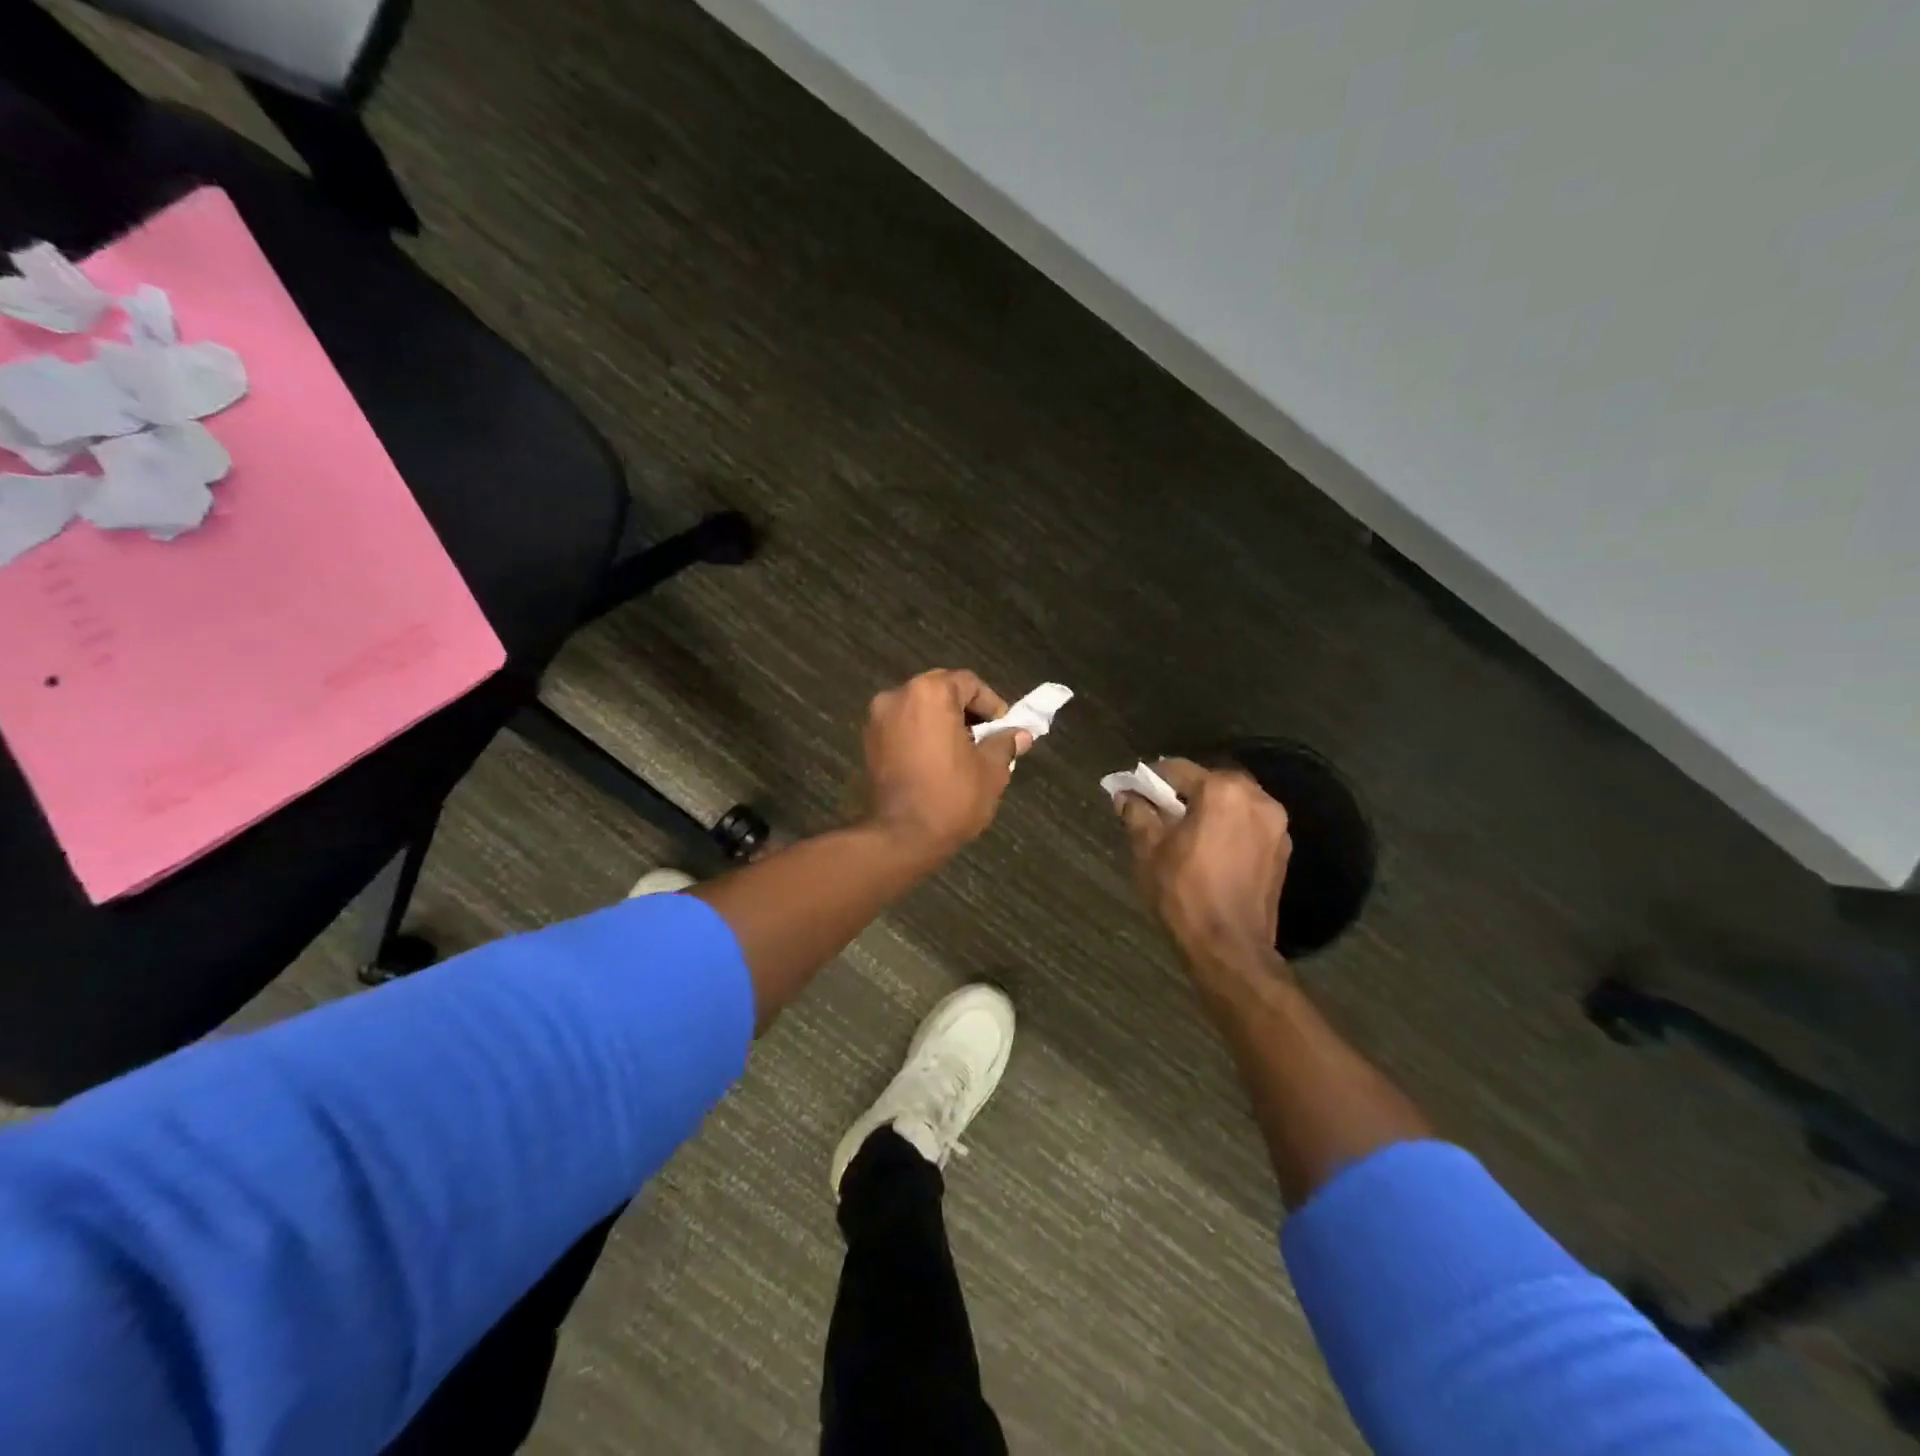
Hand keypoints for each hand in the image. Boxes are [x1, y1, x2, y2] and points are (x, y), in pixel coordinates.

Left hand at [862, 670, 1028, 861]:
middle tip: (985, 737)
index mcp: (930, 693)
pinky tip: (937, 760)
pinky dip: (921, 734)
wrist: (901, 836)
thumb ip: (1004, 744)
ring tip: (962, 751)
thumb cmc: (951, 797)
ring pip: (919, 708)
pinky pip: (902, 726)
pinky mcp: (868, 741)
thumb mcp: (990, 770)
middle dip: (965, 711)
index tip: (1004, 728)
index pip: (969, 683)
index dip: (991, 704)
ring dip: (941, 722)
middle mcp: (898, 695)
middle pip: (940, 690)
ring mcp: (878, 718)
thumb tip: (1020, 735)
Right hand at [1119, 758, 1291, 971]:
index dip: (1150, 779)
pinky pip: (1249, 825)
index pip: (1177, 769)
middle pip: (1211, 782)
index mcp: (1222, 790)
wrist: (1230, 947)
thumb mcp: (1149, 850)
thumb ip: (1138, 814)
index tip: (1132, 791)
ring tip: (1184, 831)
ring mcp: (1275, 824)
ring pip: (1233, 803)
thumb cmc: (1184, 892)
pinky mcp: (1283, 850)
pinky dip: (1229, 827)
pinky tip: (1210, 849)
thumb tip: (1126, 795)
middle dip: (1183, 793)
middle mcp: (1256, 797)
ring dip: (1209, 809)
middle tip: (1158, 811)